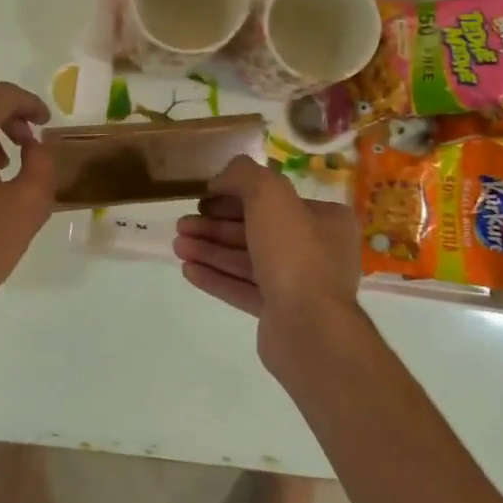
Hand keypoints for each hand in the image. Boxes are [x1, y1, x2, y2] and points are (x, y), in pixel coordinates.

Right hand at [174, 156, 362, 355]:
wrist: (309, 327)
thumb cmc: (294, 253)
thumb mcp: (269, 195)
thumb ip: (244, 175)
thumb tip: (222, 179)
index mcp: (325, 220)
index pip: (274, 201)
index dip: (234, 196)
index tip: (202, 199)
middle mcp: (317, 250)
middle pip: (256, 231)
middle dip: (215, 226)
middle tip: (181, 225)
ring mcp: (299, 284)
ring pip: (247, 261)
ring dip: (210, 251)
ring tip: (177, 246)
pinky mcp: (280, 312)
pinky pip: (244, 289)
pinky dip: (217, 278)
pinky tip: (189, 270)